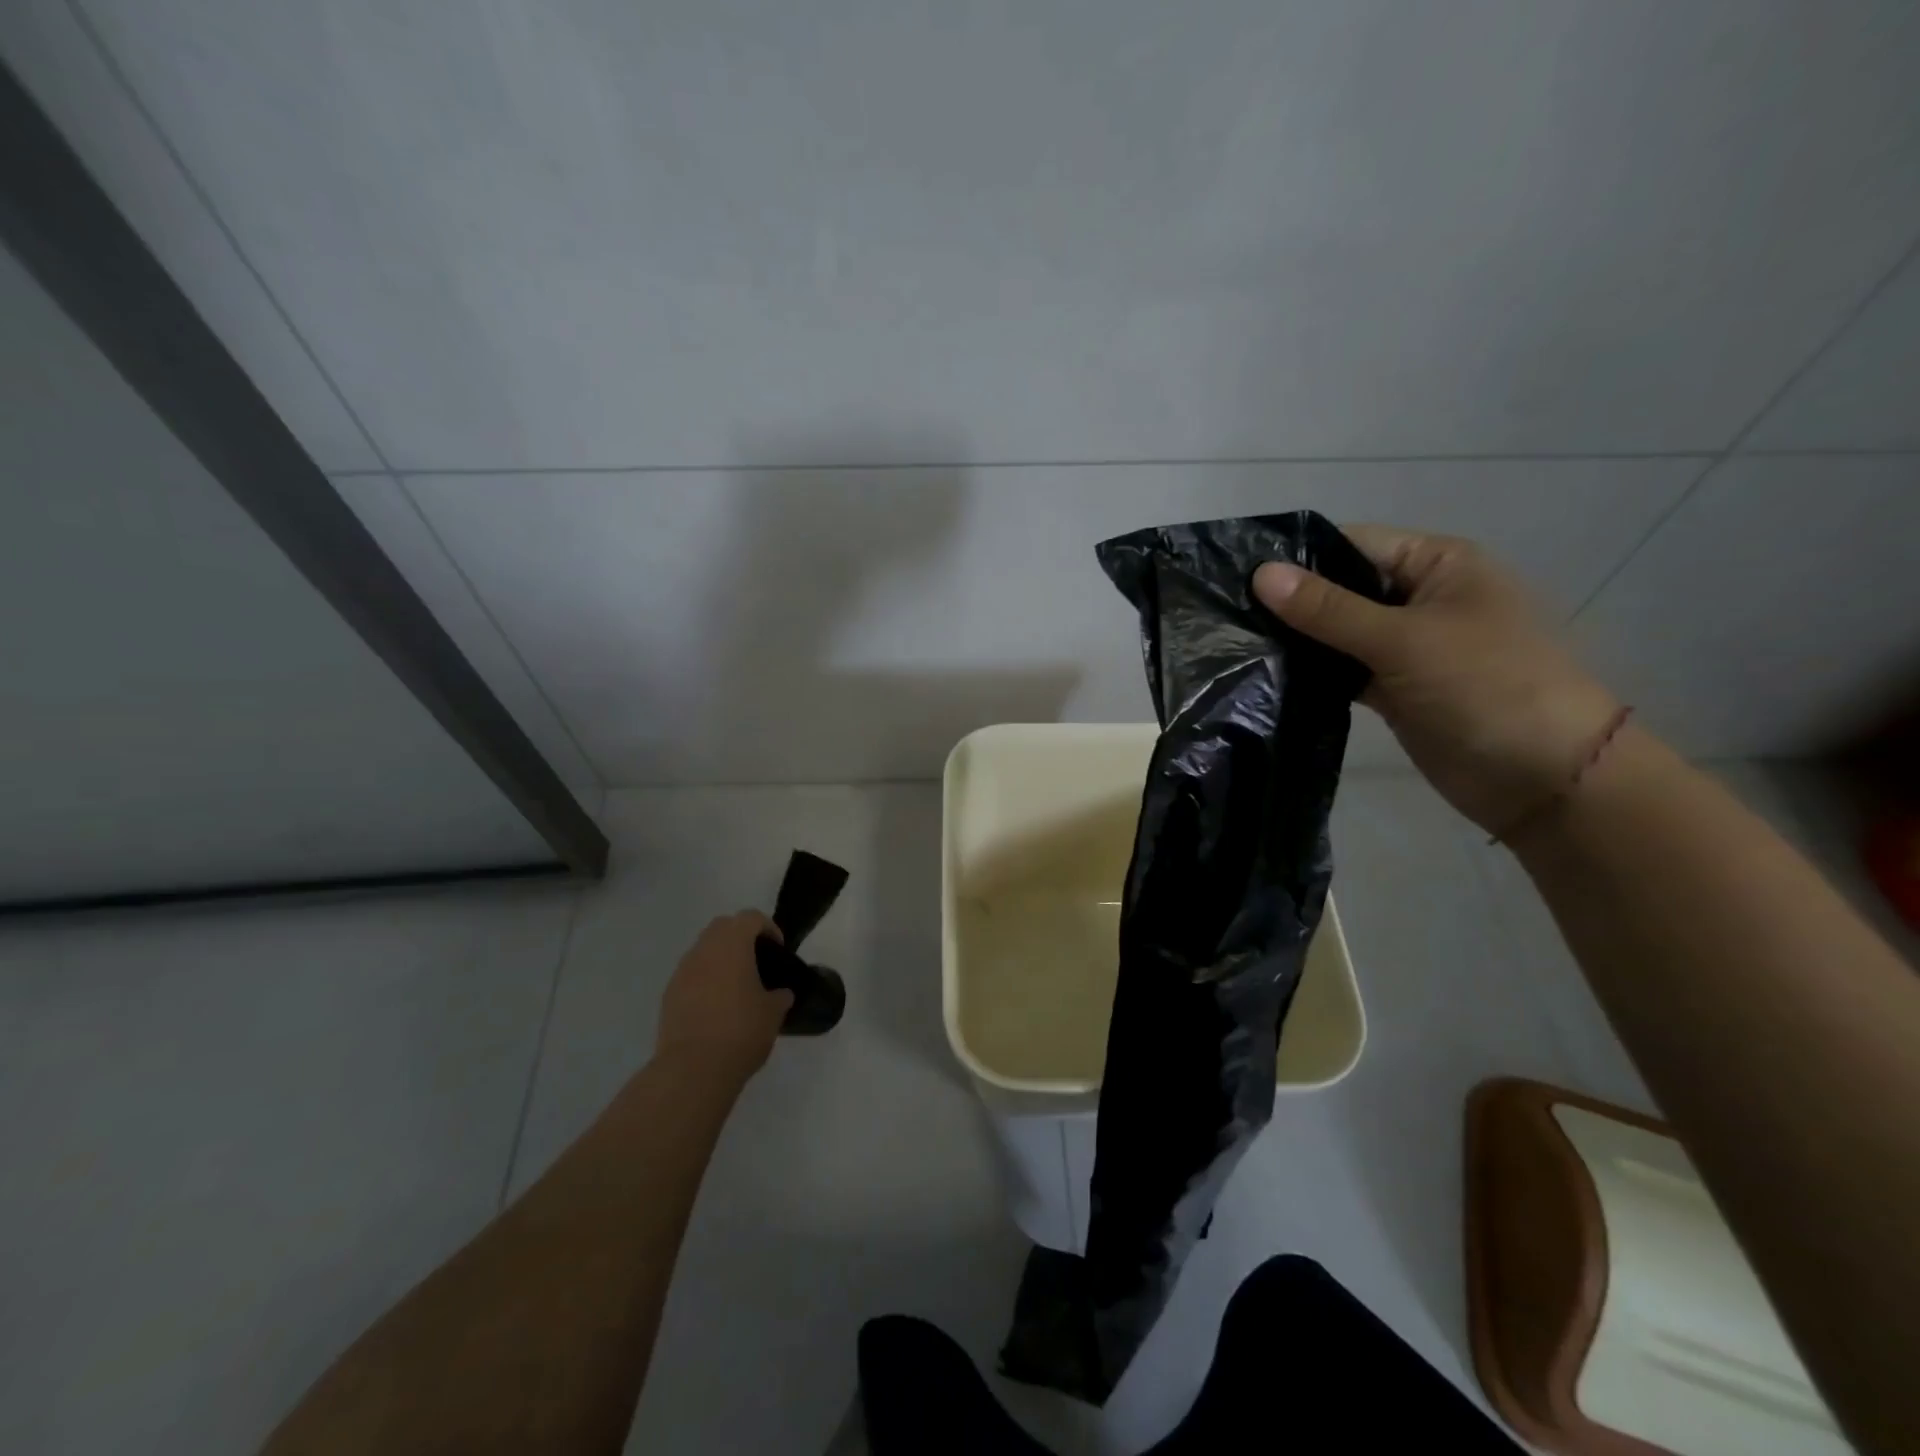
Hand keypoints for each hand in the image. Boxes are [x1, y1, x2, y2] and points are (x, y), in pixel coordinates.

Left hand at [656, 912, 793, 1083]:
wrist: (692, 1069)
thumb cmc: (740, 1031)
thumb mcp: (773, 1013)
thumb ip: (779, 996)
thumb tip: (780, 993)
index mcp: (732, 945)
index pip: (751, 917)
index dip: (768, 928)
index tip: (778, 950)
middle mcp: (704, 950)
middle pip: (723, 926)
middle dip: (741, 937)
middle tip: (757, 962)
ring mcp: (682, 972)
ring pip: (703, 950)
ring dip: (720, 959)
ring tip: (736, 987)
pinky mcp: (668, 995)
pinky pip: (690, 975)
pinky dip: (705, 980)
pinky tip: (716, 1007)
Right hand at [1253, 525, 1621, 835]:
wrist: (1544, 778)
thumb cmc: (1486, 686)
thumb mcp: (1403, 640)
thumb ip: (1328, 609)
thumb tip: (1259, 574)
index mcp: (1436, 564)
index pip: (1352, 544)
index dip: (1297, 558)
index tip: (1234, 574)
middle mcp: (1418, 598)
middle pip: (1341, 589)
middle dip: (1289, 602)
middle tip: (1223, 613)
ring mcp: (1405, 647)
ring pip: (1337, 633)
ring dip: (1295, 640)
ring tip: (1233, 644)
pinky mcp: (1393, 689)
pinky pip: (1342, 670)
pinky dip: (1312, 674)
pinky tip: (1266, 676)